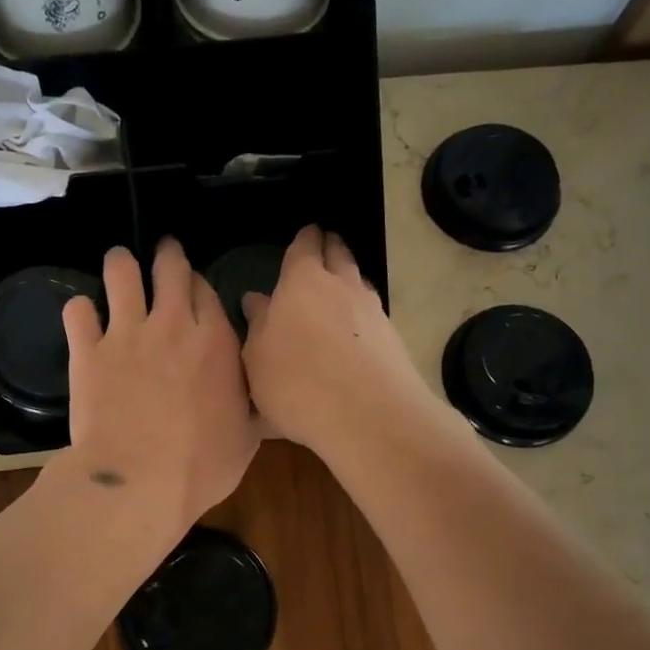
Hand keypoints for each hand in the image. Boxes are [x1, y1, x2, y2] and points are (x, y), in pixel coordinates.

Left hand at [58, 239, 259, 531]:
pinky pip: (78, 312)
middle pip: (170, 269)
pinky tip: (82, 316)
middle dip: (167, 255)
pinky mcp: (88, 351)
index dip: (200, 286)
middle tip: (164, 253)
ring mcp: (127, 334)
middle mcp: (172, 325)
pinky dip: (80, 311)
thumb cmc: (201, 467)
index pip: (207, 292)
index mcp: (216, 342)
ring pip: (121, 274)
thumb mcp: (246, 438)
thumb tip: (258, 395)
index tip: (195, 290)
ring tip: (119, 263)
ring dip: (121, 265)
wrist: (138, 481)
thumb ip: (249, 404)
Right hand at [241, 227, 443, 461]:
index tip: (306, 233)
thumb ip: (258, 326)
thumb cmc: (296, 383)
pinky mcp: (393, 339)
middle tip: (325, 247)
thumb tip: (257, 300)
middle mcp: (341, 286)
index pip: (304, 248)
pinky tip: (355, 329)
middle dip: (331, 248)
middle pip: (339, 255)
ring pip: (359, 282)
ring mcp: (372, 311)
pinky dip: (361, 314)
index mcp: (301, 283)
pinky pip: (372, 314)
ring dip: (349, 279)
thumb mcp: (258, 359)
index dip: (304, 240)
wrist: (368, 415)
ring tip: (340, 286)